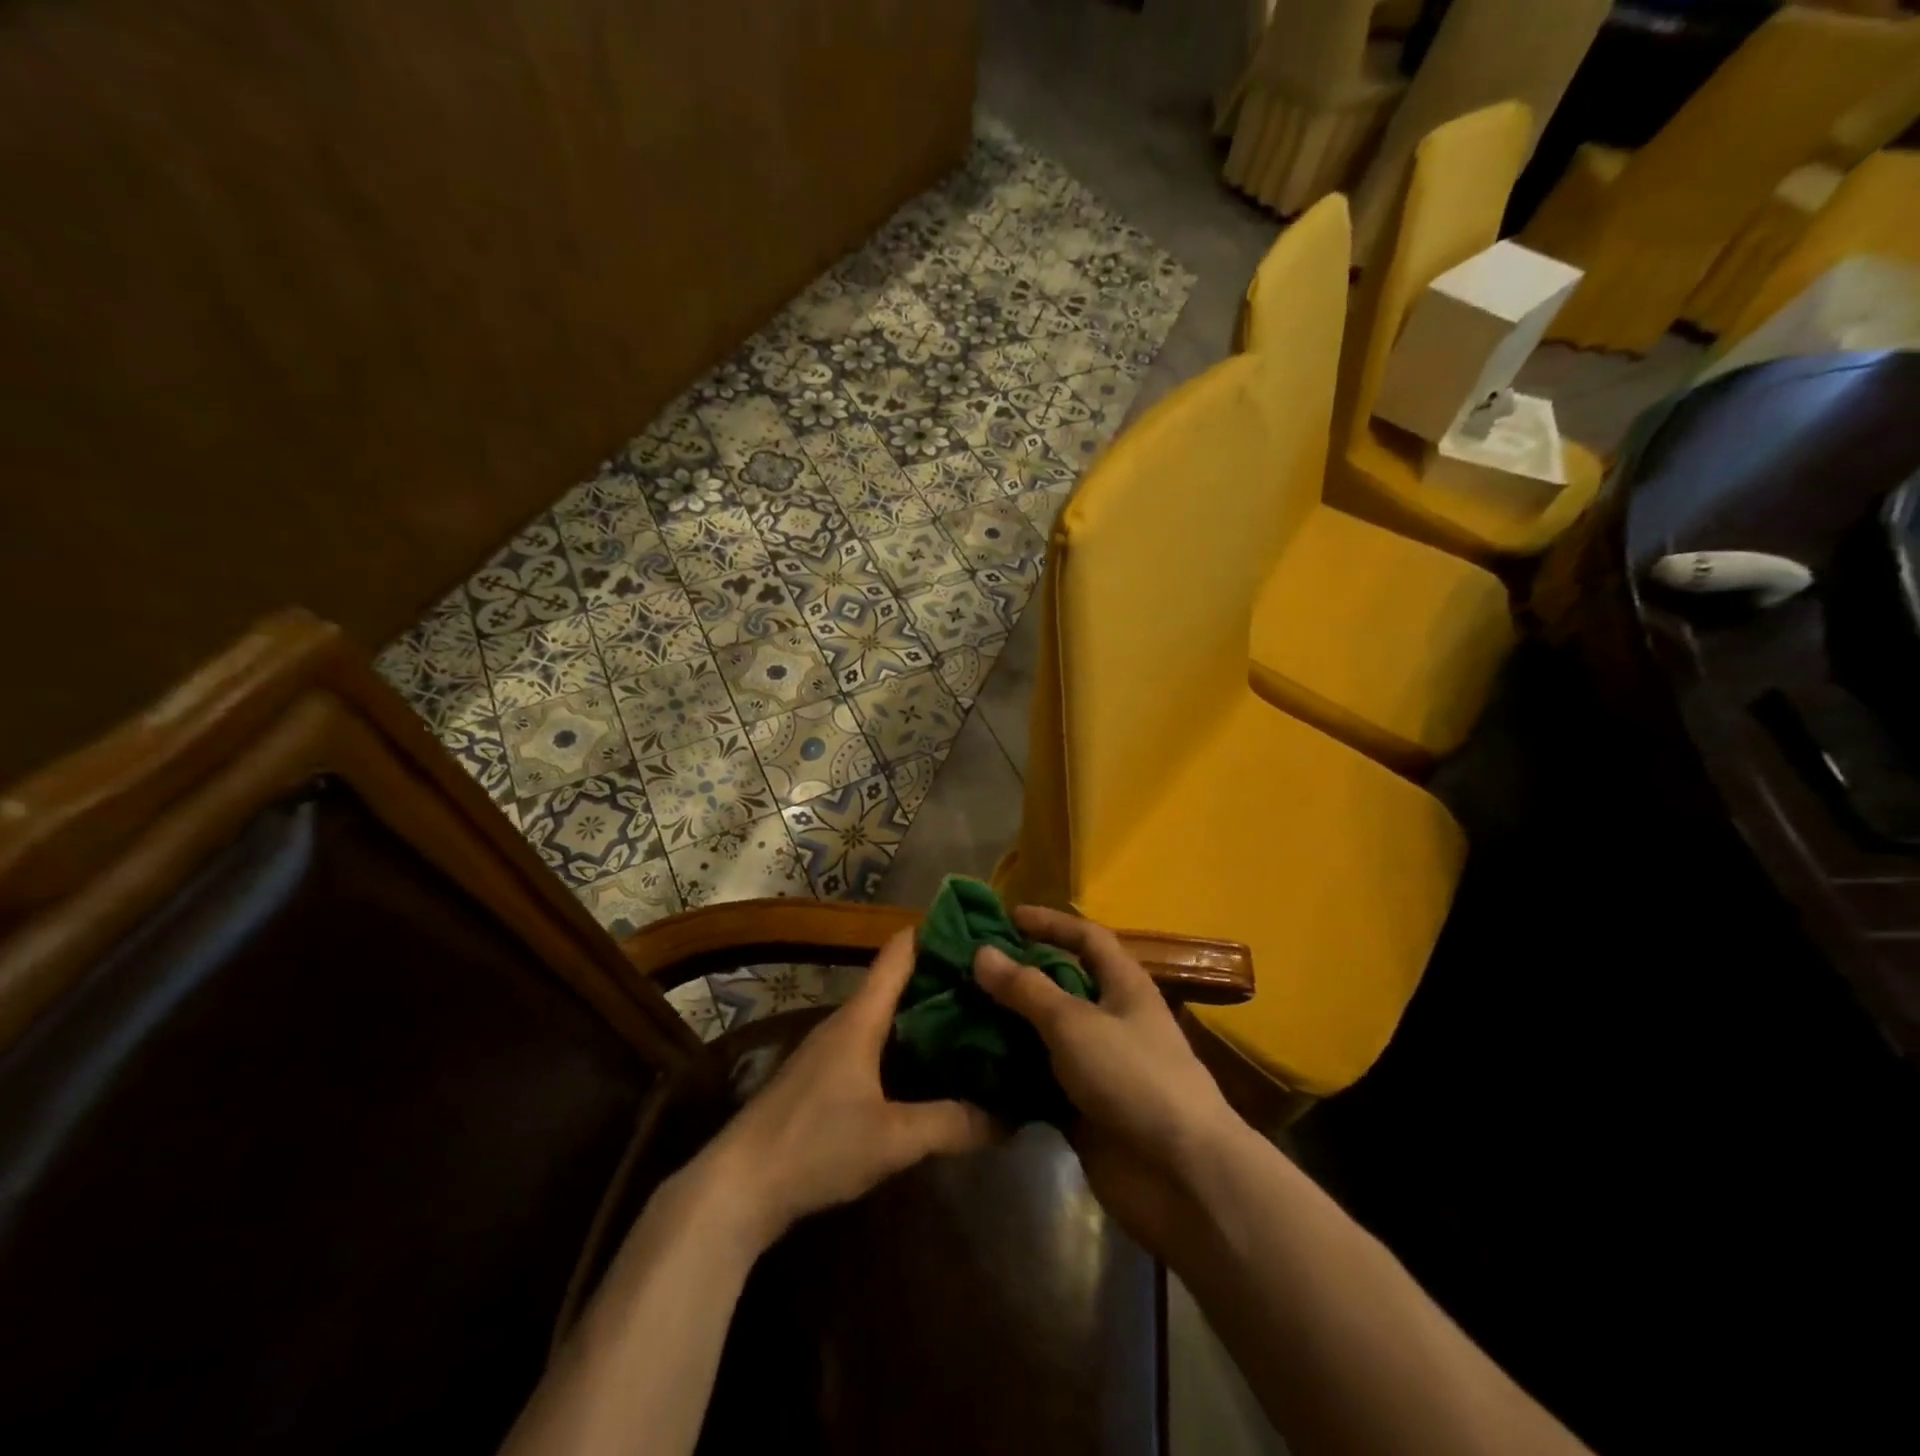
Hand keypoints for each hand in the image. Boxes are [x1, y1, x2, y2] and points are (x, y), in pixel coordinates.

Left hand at [690, 928, 997, 1252]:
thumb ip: (952, 1124)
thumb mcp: (893, 1139)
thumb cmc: (815, 1144)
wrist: (739, 1187)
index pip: (900, 952)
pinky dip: (907, 1045)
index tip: (980, 931)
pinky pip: (877, 1045)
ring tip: (975, 1021)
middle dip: (944, 980)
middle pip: (899, 982)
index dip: (937, 933)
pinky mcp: (825, 1079)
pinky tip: (932, 1068)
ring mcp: (832, 1050)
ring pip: (888, 1016)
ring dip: (926, 1015)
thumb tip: (1010, 1117)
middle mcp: (846, 1022)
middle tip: (995, 984)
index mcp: (861, 1017)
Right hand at [973, 906, 1246, 1256]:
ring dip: (1007, 1026)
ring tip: (957, 1013)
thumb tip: (982, 952)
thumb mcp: (1075, 1022)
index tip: (1006, 917)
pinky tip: (970, 1067)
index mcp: (1123, 985)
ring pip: (1044, 1035)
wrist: (1180, 1176)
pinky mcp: (1082, 1108)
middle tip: (968, 969)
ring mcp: (1097, 1066)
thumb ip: (1026, 988)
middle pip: (1060, 985)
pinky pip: (1039, 1081)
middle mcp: (1111, 1018)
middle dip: (1017, 975)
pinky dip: (1010, 1074)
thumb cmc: (1133, 1077)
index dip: (1050, 923)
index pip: (1086, 938)